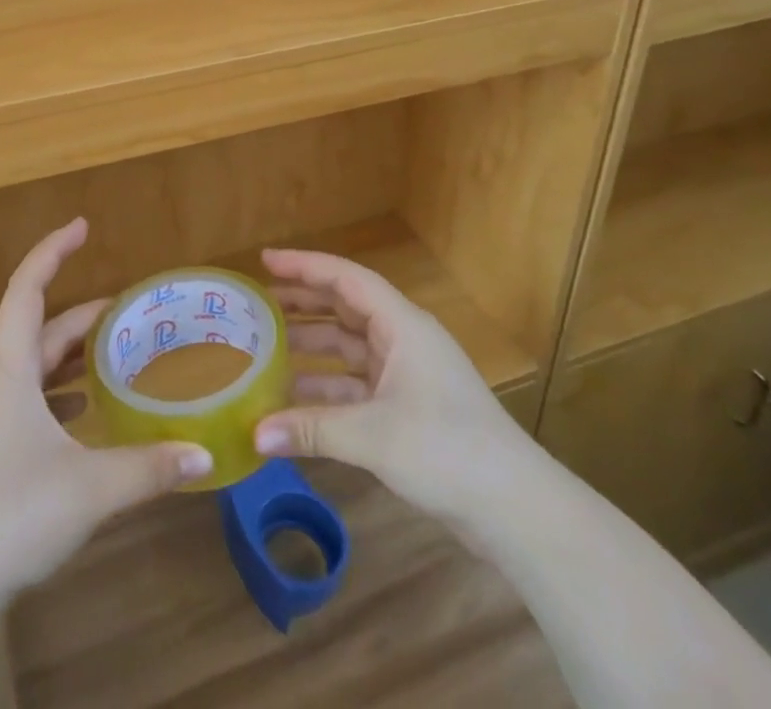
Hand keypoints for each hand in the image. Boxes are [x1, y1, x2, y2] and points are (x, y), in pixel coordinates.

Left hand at [0, 218, 213, 598]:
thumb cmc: (10, 514)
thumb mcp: (89, 489)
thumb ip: (150, 468)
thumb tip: (205, 454)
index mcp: (10, 370)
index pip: (27, 290)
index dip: (52, 251)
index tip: (82, 226)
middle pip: (38, 328)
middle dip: (81, 314)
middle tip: (127, 310)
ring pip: (33, 365)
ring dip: (71, 352)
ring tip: (114, 352)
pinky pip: (30, 398)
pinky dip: (60, 390)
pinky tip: (87, 411)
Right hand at [254, 248, 528, 522]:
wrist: (517, 510)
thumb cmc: (447, 450)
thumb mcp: (374, 436)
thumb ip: (311, 429)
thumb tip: (253, 435)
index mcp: (402, 325)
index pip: (346, 278)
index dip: (304, 265)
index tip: (265, 260)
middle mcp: (403, 341)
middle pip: (345, 308)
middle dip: (302, 304)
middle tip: (258, 305)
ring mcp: (406, 376)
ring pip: (348, 349)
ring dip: (311, 349)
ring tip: (265, 350)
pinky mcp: (407, 410)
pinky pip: (356, 386)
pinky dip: (326, 389)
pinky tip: (293, 402)